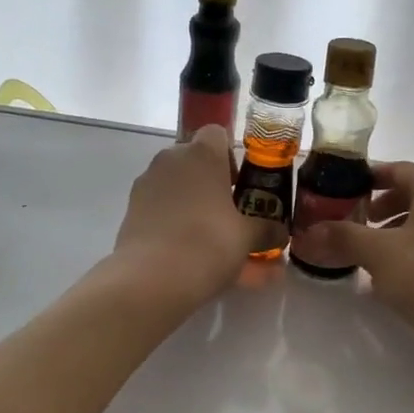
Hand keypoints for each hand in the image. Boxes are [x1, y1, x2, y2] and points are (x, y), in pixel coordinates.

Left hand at [111, 126, 280, 308]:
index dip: (230, 156)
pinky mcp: (131, 210)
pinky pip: (160, 209)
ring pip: (175, 186)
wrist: (151, 278)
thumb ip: (267, 231)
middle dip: (211, 182)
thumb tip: (282, 233)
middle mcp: (170, 160)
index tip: (239, 185)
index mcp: (202, 154)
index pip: (217, 134)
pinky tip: (187, 253)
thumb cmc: (208, 243)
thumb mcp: (247, 238)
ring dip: (192, 203)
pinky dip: (173, 223)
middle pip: (194, 160)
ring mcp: (146, 184)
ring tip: (209, 239)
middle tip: (228, 213)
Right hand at [289, 162, 413, 350]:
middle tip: (356, 222)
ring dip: (397, 230)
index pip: (398, 169)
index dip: (368, 177)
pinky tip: (398, 274)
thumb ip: (342, 237)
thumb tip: (305, 234)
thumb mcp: (378, 254)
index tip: (344, 191)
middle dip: (381, 207)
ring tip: (373, 252)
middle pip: (413, 193)